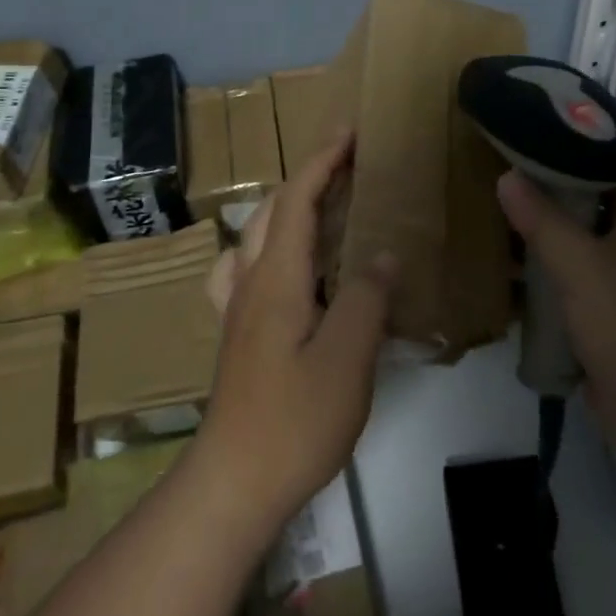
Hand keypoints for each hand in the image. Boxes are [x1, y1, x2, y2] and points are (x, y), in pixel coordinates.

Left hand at [196, 135, 393, 532]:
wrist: (233, 484)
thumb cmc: (294, 420)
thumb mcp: (347, 358)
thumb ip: (366, 298)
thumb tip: (381, 255)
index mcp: (276, 278)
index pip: (296, 200)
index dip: (322, 160)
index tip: (349, 131)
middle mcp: (249, 282)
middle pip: (272, 211)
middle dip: (308, 177)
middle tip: (348, 165)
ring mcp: (238, 310)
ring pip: (255, 237)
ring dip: (287, 208)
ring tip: (323, 208)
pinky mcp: (238, 335)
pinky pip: (249, 269)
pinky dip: (271, 247)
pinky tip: (287, 269)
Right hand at [498, 172, 615, 476]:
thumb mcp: (582, 267)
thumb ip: (543, 220)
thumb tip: (507, 176)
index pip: (606, 167)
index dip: (567, 152)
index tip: (523, 143)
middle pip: (588, 209)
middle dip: (546, 199)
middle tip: (497, 183)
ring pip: (579, 251)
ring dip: (543, 244)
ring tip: (492, 224)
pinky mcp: (613, 322)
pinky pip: (575, 290)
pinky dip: (548, 283)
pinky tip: (510, 279)